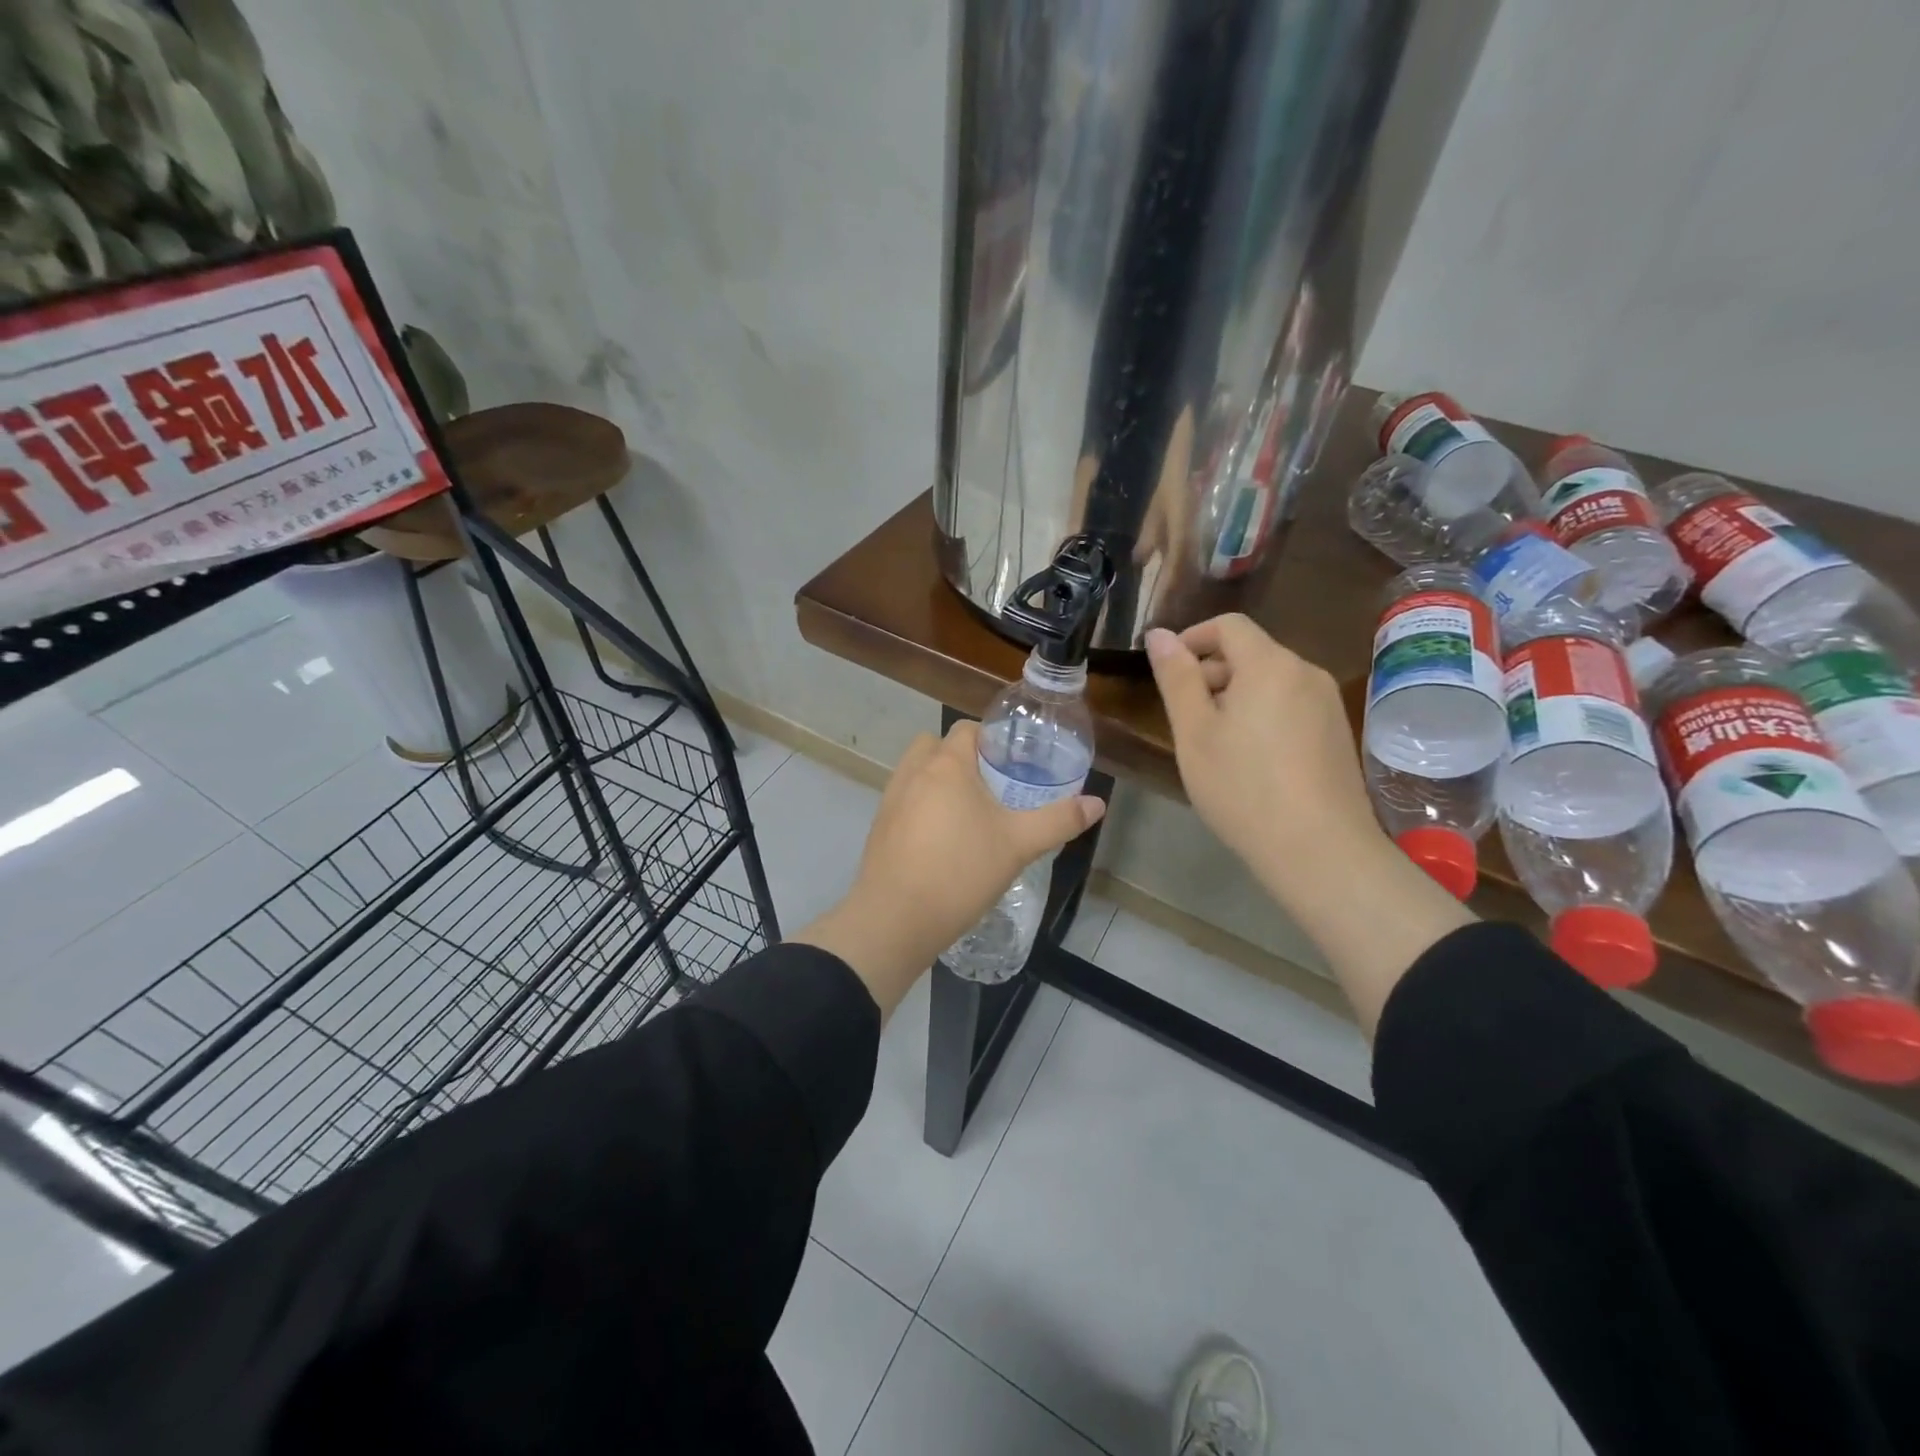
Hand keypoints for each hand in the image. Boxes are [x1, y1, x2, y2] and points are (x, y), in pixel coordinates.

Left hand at [792, 720, 1105, 1017]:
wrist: (895, 919)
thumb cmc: (961, 872)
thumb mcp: (1019, 845)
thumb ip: (1059, 820)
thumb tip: (1098, 803)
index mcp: (947, 765)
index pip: (966, 729)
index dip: (991, 739)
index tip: (1013, 764)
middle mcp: (912, 773)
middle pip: (936, 746)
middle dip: (961, 757)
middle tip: (990, 786)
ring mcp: (890, 800)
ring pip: (916, 773)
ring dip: (938, 782)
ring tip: (967, 814)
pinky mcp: (879, 827)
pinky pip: (904, 801)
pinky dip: (921, 807)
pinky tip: (942, 841)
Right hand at [1146, 614, 1377, 891]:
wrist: (1319, 849)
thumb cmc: (1243, 787)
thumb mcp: (1194, 732)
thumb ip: (1176, 678)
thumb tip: (1159, 634)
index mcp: (1269, 664)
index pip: (1229, 625)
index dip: (1192, 638)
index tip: (1167, 671)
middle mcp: (1305, 672)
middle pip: (1251, 652)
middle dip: (1211, 672)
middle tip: (1183, 718)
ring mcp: (1326, 703)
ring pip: (1270, 681)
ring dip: (1234, 696)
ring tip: (1212, 742)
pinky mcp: (1337, 732)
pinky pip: (1289, 705)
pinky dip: (1261, 714)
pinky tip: (1248, 758)